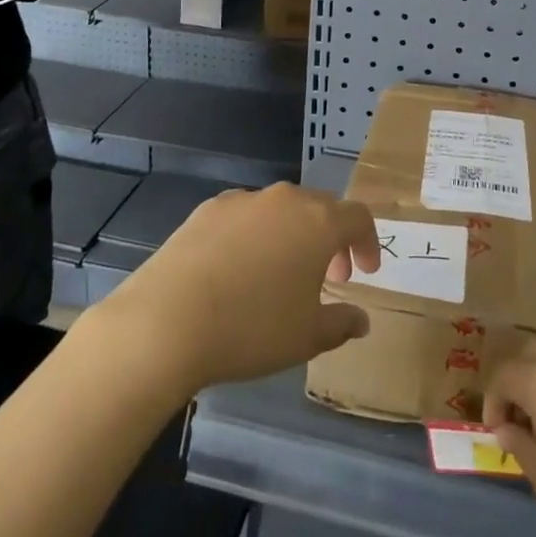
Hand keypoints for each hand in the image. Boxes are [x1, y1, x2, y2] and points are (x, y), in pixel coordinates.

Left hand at [95, 183, 381, 397]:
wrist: (168, 319)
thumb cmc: (252, 328)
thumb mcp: (306, 337)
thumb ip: (341, 323)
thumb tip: (361, 320)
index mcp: (318, 222)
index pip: (358, 218)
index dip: (367, 243)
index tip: (365, 272)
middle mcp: (285, 199)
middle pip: (321, 207)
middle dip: (331, 239)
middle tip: (329, 276)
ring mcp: (244, 200)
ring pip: (281, 210)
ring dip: (292, 235)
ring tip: (281, 275)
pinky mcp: (208, 209)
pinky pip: (245, 216)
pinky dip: (255, 236)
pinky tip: (239, 270)